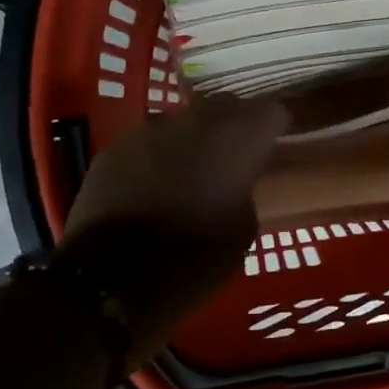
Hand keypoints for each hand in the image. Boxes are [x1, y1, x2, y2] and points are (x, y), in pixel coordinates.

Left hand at [59, 95, 289, 352]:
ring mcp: (150, 130)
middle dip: (236, 126)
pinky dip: (157, 157)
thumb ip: (245, 189)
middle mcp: (195, 121)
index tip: (276, 143)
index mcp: (237, 138)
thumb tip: (235, 180)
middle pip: (227, 106)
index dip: (277, 125)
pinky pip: (148, 143)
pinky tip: (153, 186)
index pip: (273, 110)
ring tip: (192, 172)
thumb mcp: (243, 230)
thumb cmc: (194, 261)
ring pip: (184, 122)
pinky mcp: (115, 148)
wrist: (112, 281)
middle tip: (236, 156)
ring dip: (194, 140)